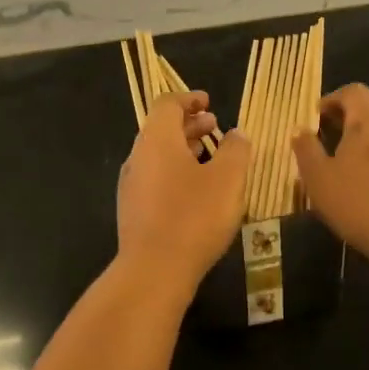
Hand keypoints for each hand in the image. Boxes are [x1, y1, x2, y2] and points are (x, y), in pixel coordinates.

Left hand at [117, 92, 252, 290]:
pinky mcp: (133, 210)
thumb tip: (237, 134)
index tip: (209, 102)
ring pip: (158, 155)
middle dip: (189, 124)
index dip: (189, 99)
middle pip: (161, 129)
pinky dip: (175, 172)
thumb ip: (236, 150)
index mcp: (157, 140)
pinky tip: (196, 191)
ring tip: (210, 156)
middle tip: (216, 126)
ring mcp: (132, 185)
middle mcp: (138, 157)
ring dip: (183, 149)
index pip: (167, 104)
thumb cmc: (194, 216)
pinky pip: (155, 178)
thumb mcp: (227, 179)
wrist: (154, 270)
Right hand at [292, 84, 368, 264]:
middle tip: (343, 124)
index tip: (319, 115)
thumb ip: (306, 150)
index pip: (354, 91)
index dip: (334, 98)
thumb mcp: (317, 178)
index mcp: (368, 121)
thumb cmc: (357, 203)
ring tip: (367, 142)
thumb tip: (299, 129)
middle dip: (362, 104)